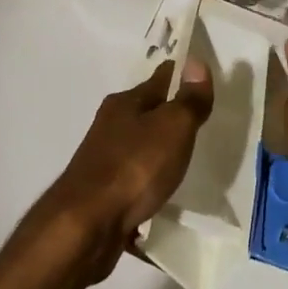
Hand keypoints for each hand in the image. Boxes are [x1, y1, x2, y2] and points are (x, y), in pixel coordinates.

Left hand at [39, 58, 213, 277]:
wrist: (85, 227)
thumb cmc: (134, 168)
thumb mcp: (172, 128)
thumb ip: (188, 99)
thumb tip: (196, 61)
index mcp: (125, 103)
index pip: (161, 78)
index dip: (183, 75)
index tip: (202, 79)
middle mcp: (111, 126)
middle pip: (147, 111)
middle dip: (170, 114)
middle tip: (200, 123)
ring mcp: (104, 160)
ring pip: (139, 147)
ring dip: (158, 151)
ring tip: (185, 161)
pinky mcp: (103, 194)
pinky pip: (134, 181)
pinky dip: (148, 184)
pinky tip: (162, 197)